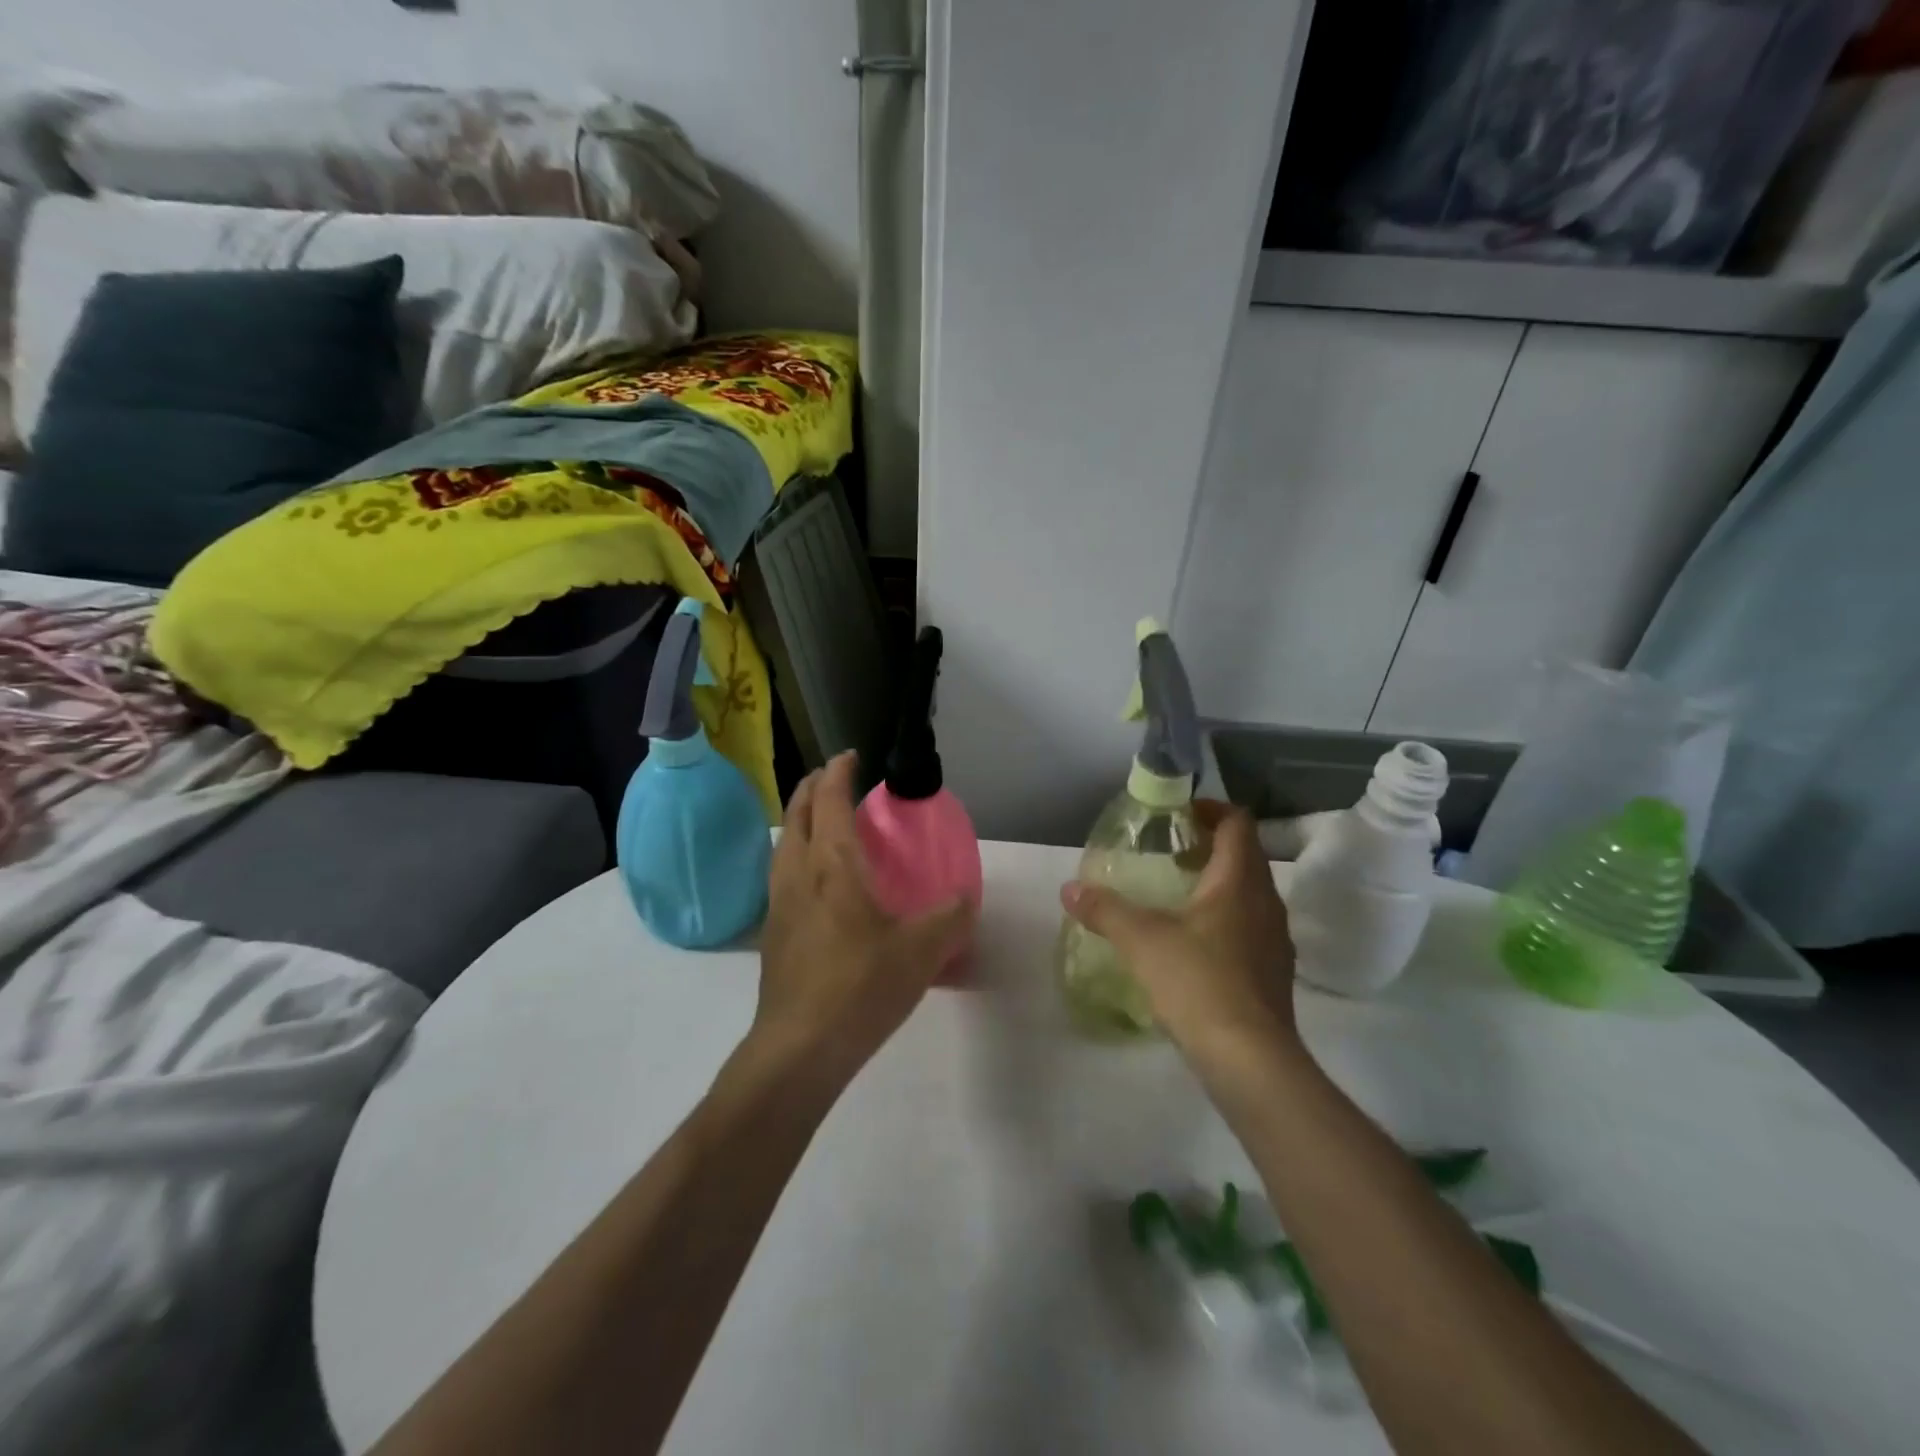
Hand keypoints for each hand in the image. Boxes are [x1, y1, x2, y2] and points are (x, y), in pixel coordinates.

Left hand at [753, 752, 975, 1088]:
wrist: (799, 1048)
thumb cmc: (860, 986)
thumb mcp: (922, 949)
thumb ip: (950, 917)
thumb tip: (966, 897)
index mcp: (831, 864)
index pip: (829, 799)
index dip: (839, 771)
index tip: (852, 756)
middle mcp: (797, 872)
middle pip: (797, 813)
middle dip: (813, 787)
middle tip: (837, 780)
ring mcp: (778, 903)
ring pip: (784, 843)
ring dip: (801, 820)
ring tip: (826, 824)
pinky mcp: (773, 932)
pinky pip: (782, 874)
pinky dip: (798, 855)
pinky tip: (819, 882)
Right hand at [1060, 801, 1297, 1059]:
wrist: (1251, 1060)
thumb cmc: (1198, 982)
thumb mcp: (1141, 940)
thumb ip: (1104, 909)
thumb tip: (1069, 888)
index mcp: (1239, 881)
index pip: (1237, 824)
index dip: (1211, 810)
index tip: (1179, 814)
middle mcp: (1267, 903)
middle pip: (1245, 857)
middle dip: (1209, 847)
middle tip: (1169, 853)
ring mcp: (1276, 941)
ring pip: (1249, 895)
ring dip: (1218, 886)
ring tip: (1176, 896)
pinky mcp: (1275, 974)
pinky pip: (1250, 929)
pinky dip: (1224, 921)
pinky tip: (1193, 945)